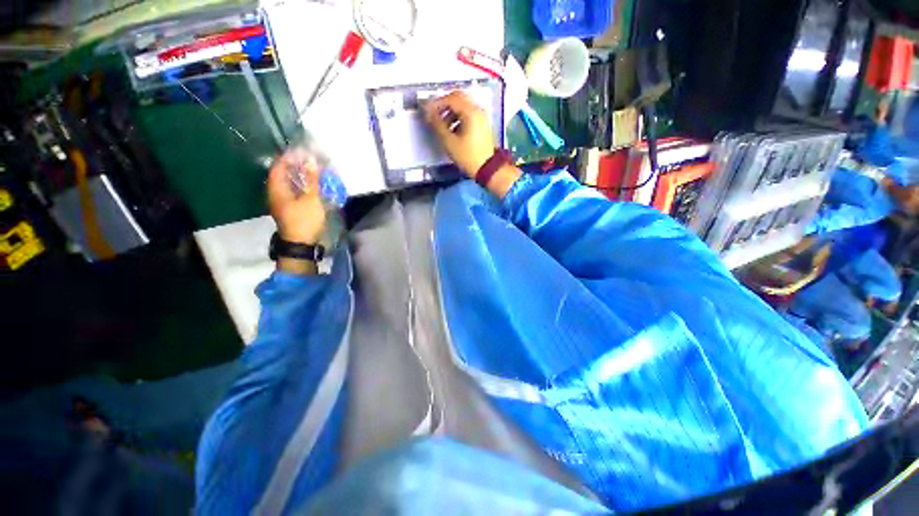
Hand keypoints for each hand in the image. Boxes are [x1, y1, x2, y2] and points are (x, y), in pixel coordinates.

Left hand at [267, 148, 325, 244]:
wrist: (301, 243)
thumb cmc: (305, 220)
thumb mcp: (311, 199)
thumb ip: (311, 179)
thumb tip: (310, 161)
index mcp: (277, 189)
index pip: (278, 167)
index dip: (288, 158)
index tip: (301, 152)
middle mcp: (275, 194)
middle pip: (282, 175)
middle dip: (294, 167)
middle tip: (309, 161)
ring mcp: (281, 203)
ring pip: (288, 184)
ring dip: (298, 177)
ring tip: (312, 172)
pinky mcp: (288, 209)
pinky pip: (292, 192)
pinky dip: (301, 186)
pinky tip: (311, 186)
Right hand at [423, 91, 496, 176]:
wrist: (488, 169)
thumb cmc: (468, 156)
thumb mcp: (450, 142)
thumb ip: (437, 125)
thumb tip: (428, 113)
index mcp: (470, 112)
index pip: (451, 98)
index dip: (436, 103)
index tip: (427, 112)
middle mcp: (477, 110)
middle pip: (458, 99)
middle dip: (444, 106)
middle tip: (433, 116)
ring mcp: (481, 117)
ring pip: (463, 107)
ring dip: (451, 113)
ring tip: (442, 126)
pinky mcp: (482, 125)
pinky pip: (468, 115)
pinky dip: (458, 119)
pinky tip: (452, 131)